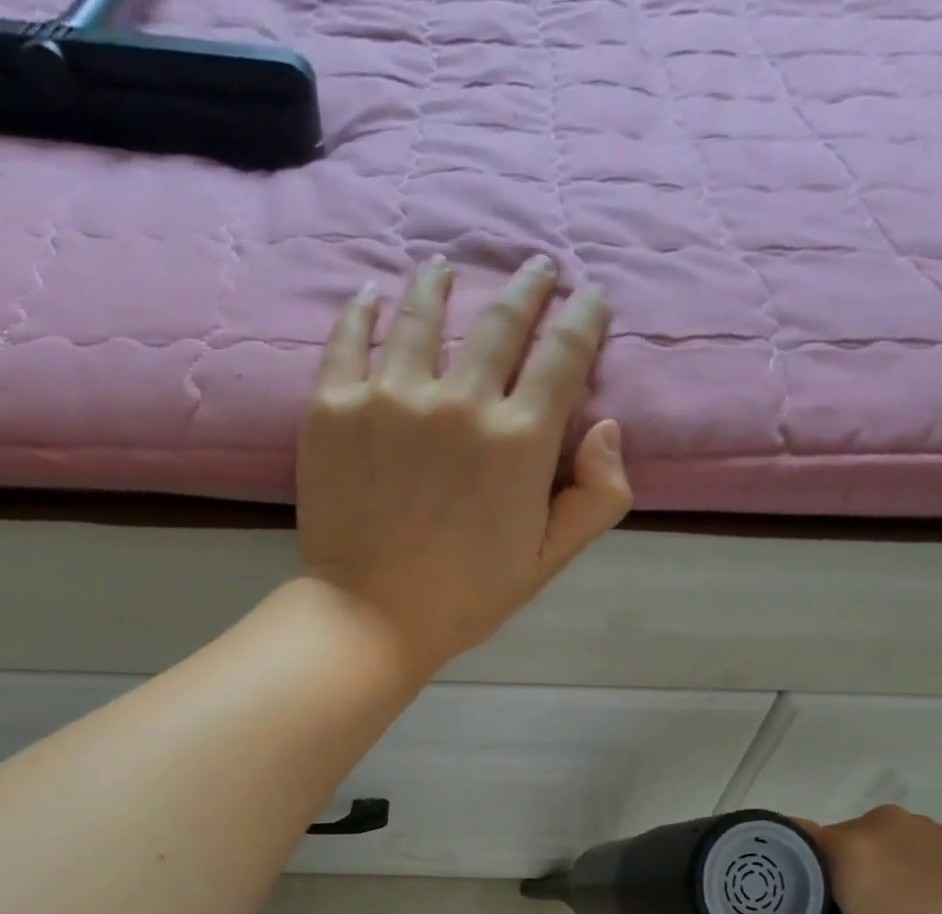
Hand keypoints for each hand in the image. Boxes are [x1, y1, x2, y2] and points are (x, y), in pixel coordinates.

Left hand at [295, 255, 632, 673]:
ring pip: (421, 314)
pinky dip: (362, 310)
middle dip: (527, 287)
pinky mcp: (334, 405)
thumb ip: (596, 498)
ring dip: (440, 283)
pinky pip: (349, 338)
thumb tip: (607, 427)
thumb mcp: (548, 560)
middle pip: (501, 321)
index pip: (563, 354)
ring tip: (445, 268)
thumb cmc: (466, 596)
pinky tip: (371, 295)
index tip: (588, 299)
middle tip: (535, 268)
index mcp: (518, 440)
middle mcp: (458, 402)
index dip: (583, 318)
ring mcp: (390, 397)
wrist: (371, 616)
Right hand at [766, 807, 941, 913]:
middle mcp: (875, 823)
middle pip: (815, 850)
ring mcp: (917, 826)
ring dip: (850, 885)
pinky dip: (886, 879)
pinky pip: (893, 851)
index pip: (776, 843)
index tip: (765, 913)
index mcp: (845, 849)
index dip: (762, 876)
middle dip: (809, 890)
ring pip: (855, 852)